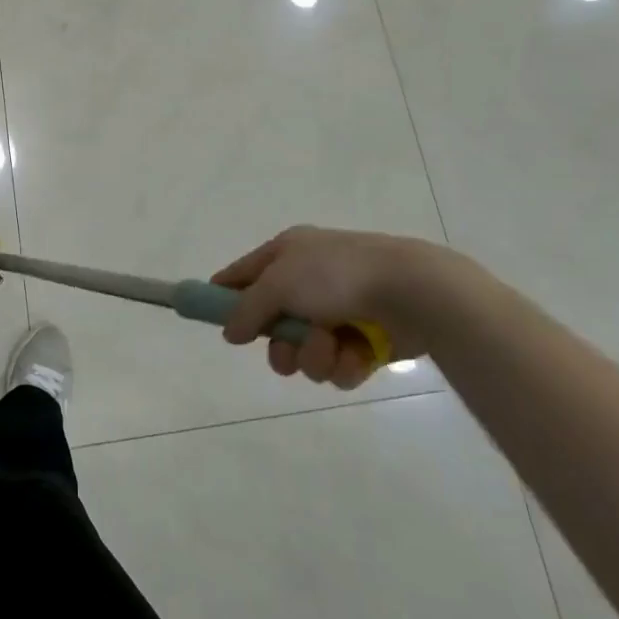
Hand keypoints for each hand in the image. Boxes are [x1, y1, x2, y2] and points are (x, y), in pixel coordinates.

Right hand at [212, 227, 486, 388]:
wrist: (411, 291)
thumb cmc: (336, 275)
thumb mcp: (278, 283)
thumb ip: (247, 309)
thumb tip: (229, 331)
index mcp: (289, 253)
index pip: (244, 273)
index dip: (224, 294)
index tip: (207, 316)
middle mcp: (311, 281)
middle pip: (273, 324)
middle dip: (279, 345)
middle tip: (285, 351)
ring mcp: (339, 312)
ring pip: (305, 351)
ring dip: (313, 356)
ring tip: (332, 346)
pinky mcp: (366, 342)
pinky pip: (338, 365)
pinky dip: (344, 364)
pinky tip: (356, 356)